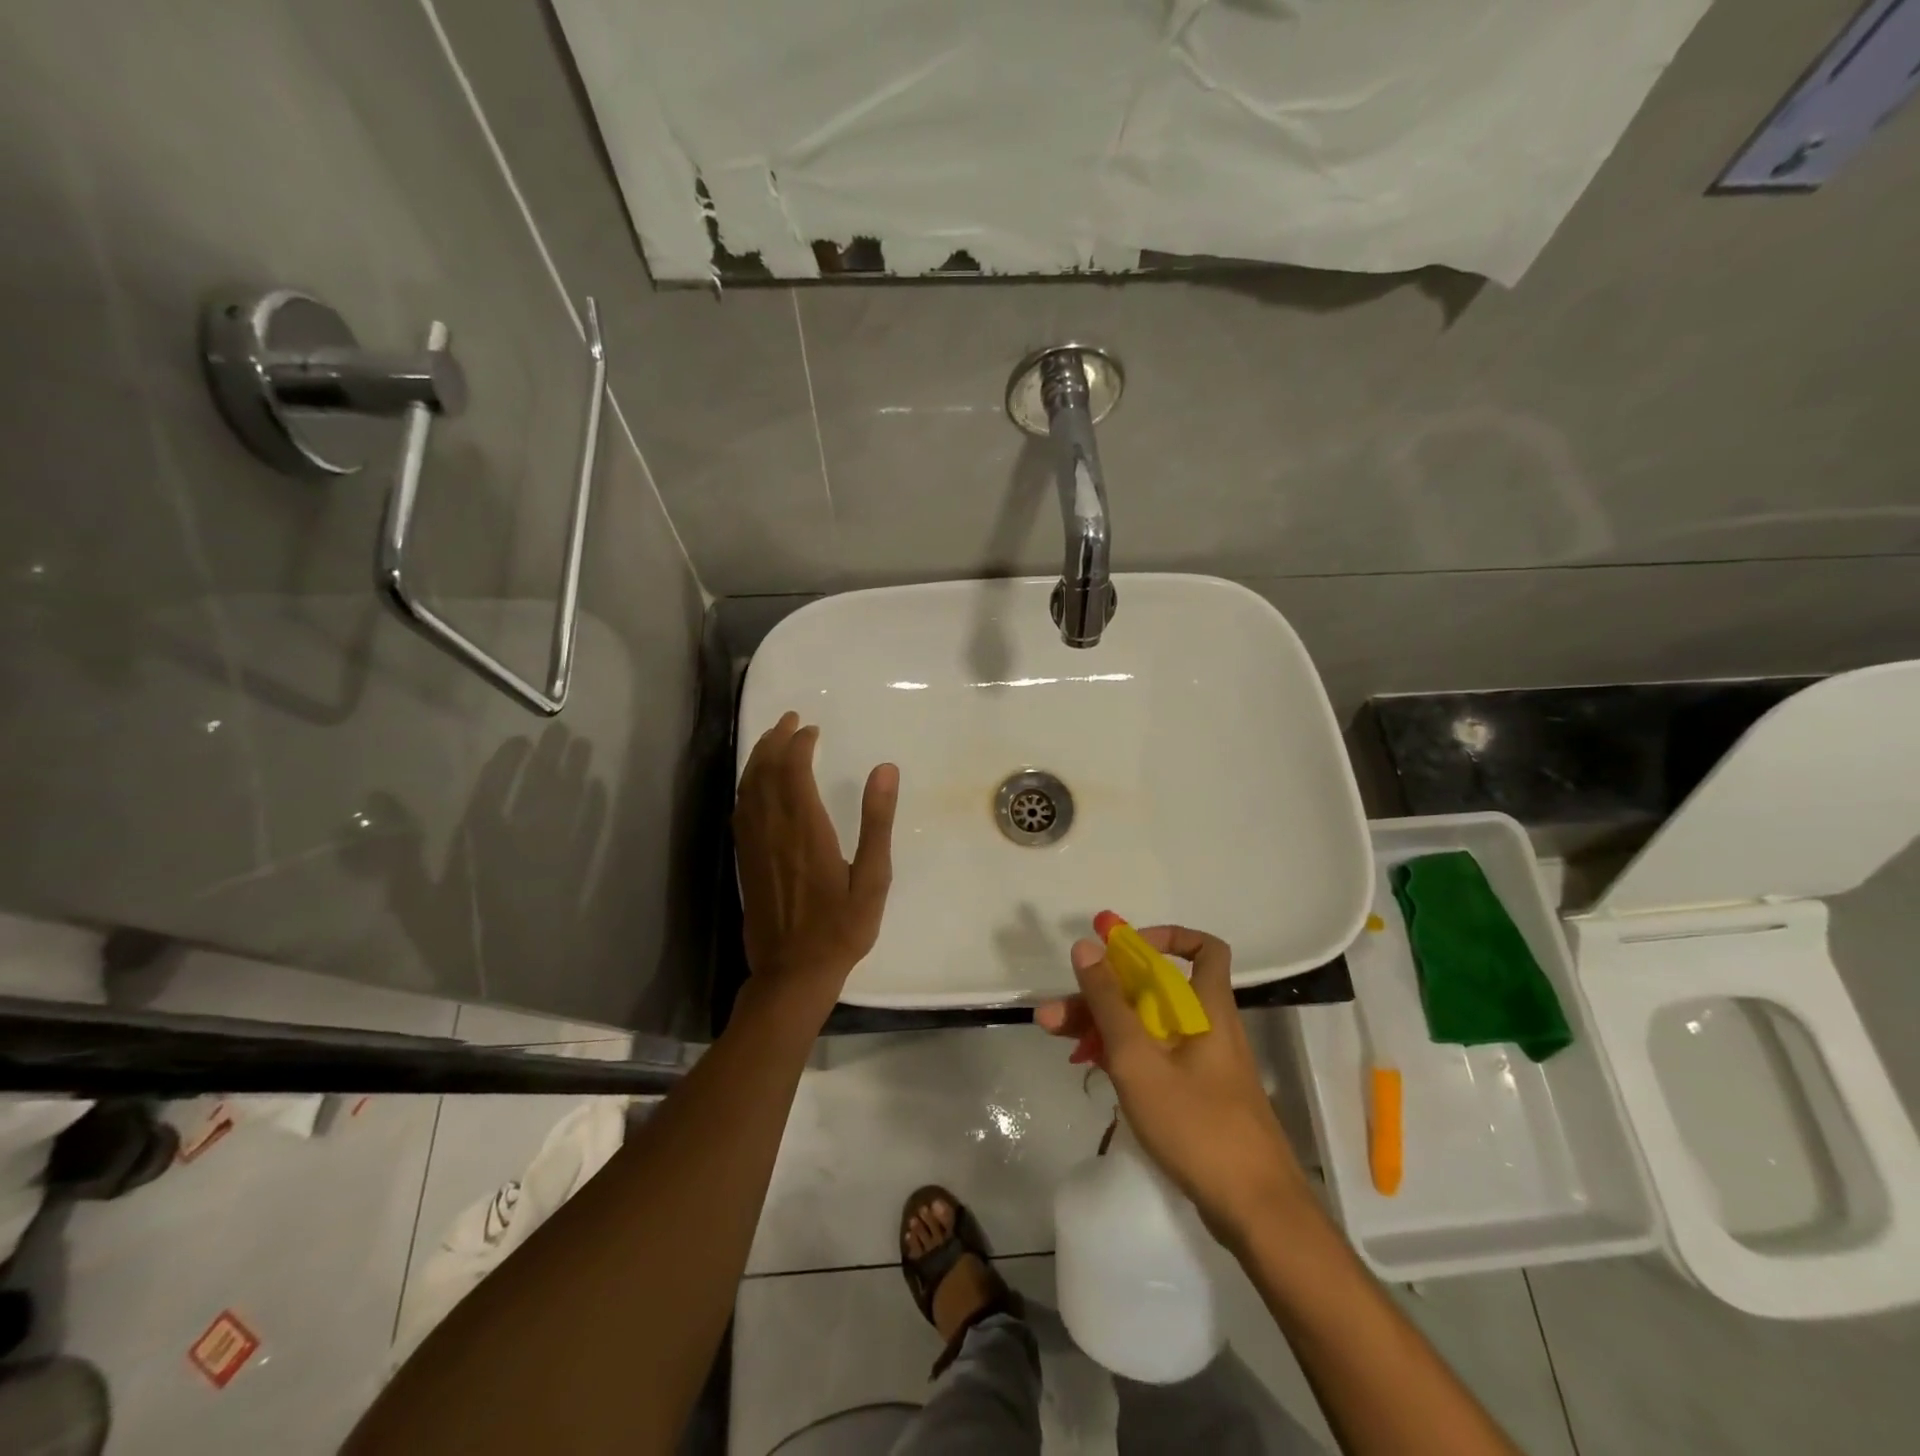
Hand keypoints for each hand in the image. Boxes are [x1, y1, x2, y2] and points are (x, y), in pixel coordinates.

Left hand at [733, 711, 898, 1018]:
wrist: (792, 973)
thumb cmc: (841, 928)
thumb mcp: (873, 878)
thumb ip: (877, 822)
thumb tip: (885, 769)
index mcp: (806, 830)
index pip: (794, 771)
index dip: (800, 744)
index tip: (812, 729)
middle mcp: (774, 830)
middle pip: (766, 772)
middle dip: (776, 741)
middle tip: (790, 720)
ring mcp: (754, 846)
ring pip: (748, 788)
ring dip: (758, 758)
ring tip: (772, 739)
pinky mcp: (745, 861)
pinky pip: (740, 811)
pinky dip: (747, 786)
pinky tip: (754, 784)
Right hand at [1036, 925, 1309, 1246]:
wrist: (1256, 1213)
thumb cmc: (1197, 1125)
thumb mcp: (1139, 1059)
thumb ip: (1109, 1002)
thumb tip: (1086, 945)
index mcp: (1207, 1008)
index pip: (1203, 948)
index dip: (1165, 937)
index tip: (1122, 948)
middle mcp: (1207, 1027)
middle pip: (1154, 989)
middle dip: (1104, 990)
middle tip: (1058, 1006)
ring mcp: (1201, 1063)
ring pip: (1148, 1024)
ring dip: (1103, 1022)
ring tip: (1053, 1032)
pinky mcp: (1195, 1095)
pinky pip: (1153, 1056)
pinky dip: (1121, 1052)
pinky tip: (1086, 1063)